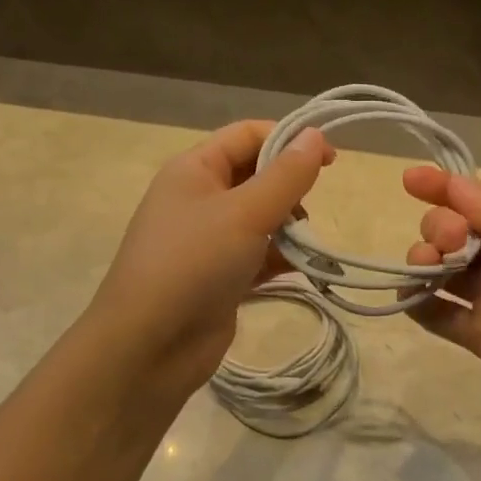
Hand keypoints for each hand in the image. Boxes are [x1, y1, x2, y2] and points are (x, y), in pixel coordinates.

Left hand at [87, 121, 332, 398]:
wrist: (150, 345)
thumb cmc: (194, 263)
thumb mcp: (245, 212)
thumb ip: (286, 175)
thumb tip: (315, 134)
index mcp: (194, 170)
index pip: (247, 135)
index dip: (289, 139)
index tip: (330, 161)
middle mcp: (199, 199)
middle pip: (256, 177)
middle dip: (290, 191)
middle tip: (308, 214)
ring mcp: (208, 241)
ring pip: (261, 219)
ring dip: (289, 229)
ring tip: (306, 247)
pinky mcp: (220, 277)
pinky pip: (258, 256)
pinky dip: (280, 258)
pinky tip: (302, 270)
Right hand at [403, 168, 480, 447]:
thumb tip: (453, 187)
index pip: (479, 198)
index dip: (445, 186)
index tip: (413, 180)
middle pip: (452, 229)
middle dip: (439, 224)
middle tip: (451, 238)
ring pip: (438, 268)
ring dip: (421, 257)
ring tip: (430, 264)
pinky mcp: (478, 337)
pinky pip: (435, 314)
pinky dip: (415, 301)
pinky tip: (415, 294)